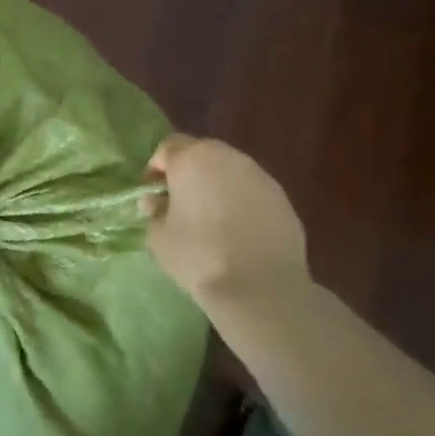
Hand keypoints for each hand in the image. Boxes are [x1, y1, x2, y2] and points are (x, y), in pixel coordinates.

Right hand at [144, 135, 309, 323]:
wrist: (261, 288)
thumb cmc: (199, 256)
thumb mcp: (159, 237)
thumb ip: (154, 211)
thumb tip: (157, 201)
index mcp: (192, 158)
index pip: (168, 147)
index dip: (157, 168)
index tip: (153, 194)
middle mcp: (227, 157)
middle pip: (201, 153)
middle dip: (189, 173)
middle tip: (181, 203)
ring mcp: (259, 175)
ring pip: (230, 171)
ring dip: (217, 185)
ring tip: (211, 218)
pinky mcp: (282, 197)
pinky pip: (252, 191)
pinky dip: (242, 202)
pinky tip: (239, 231)